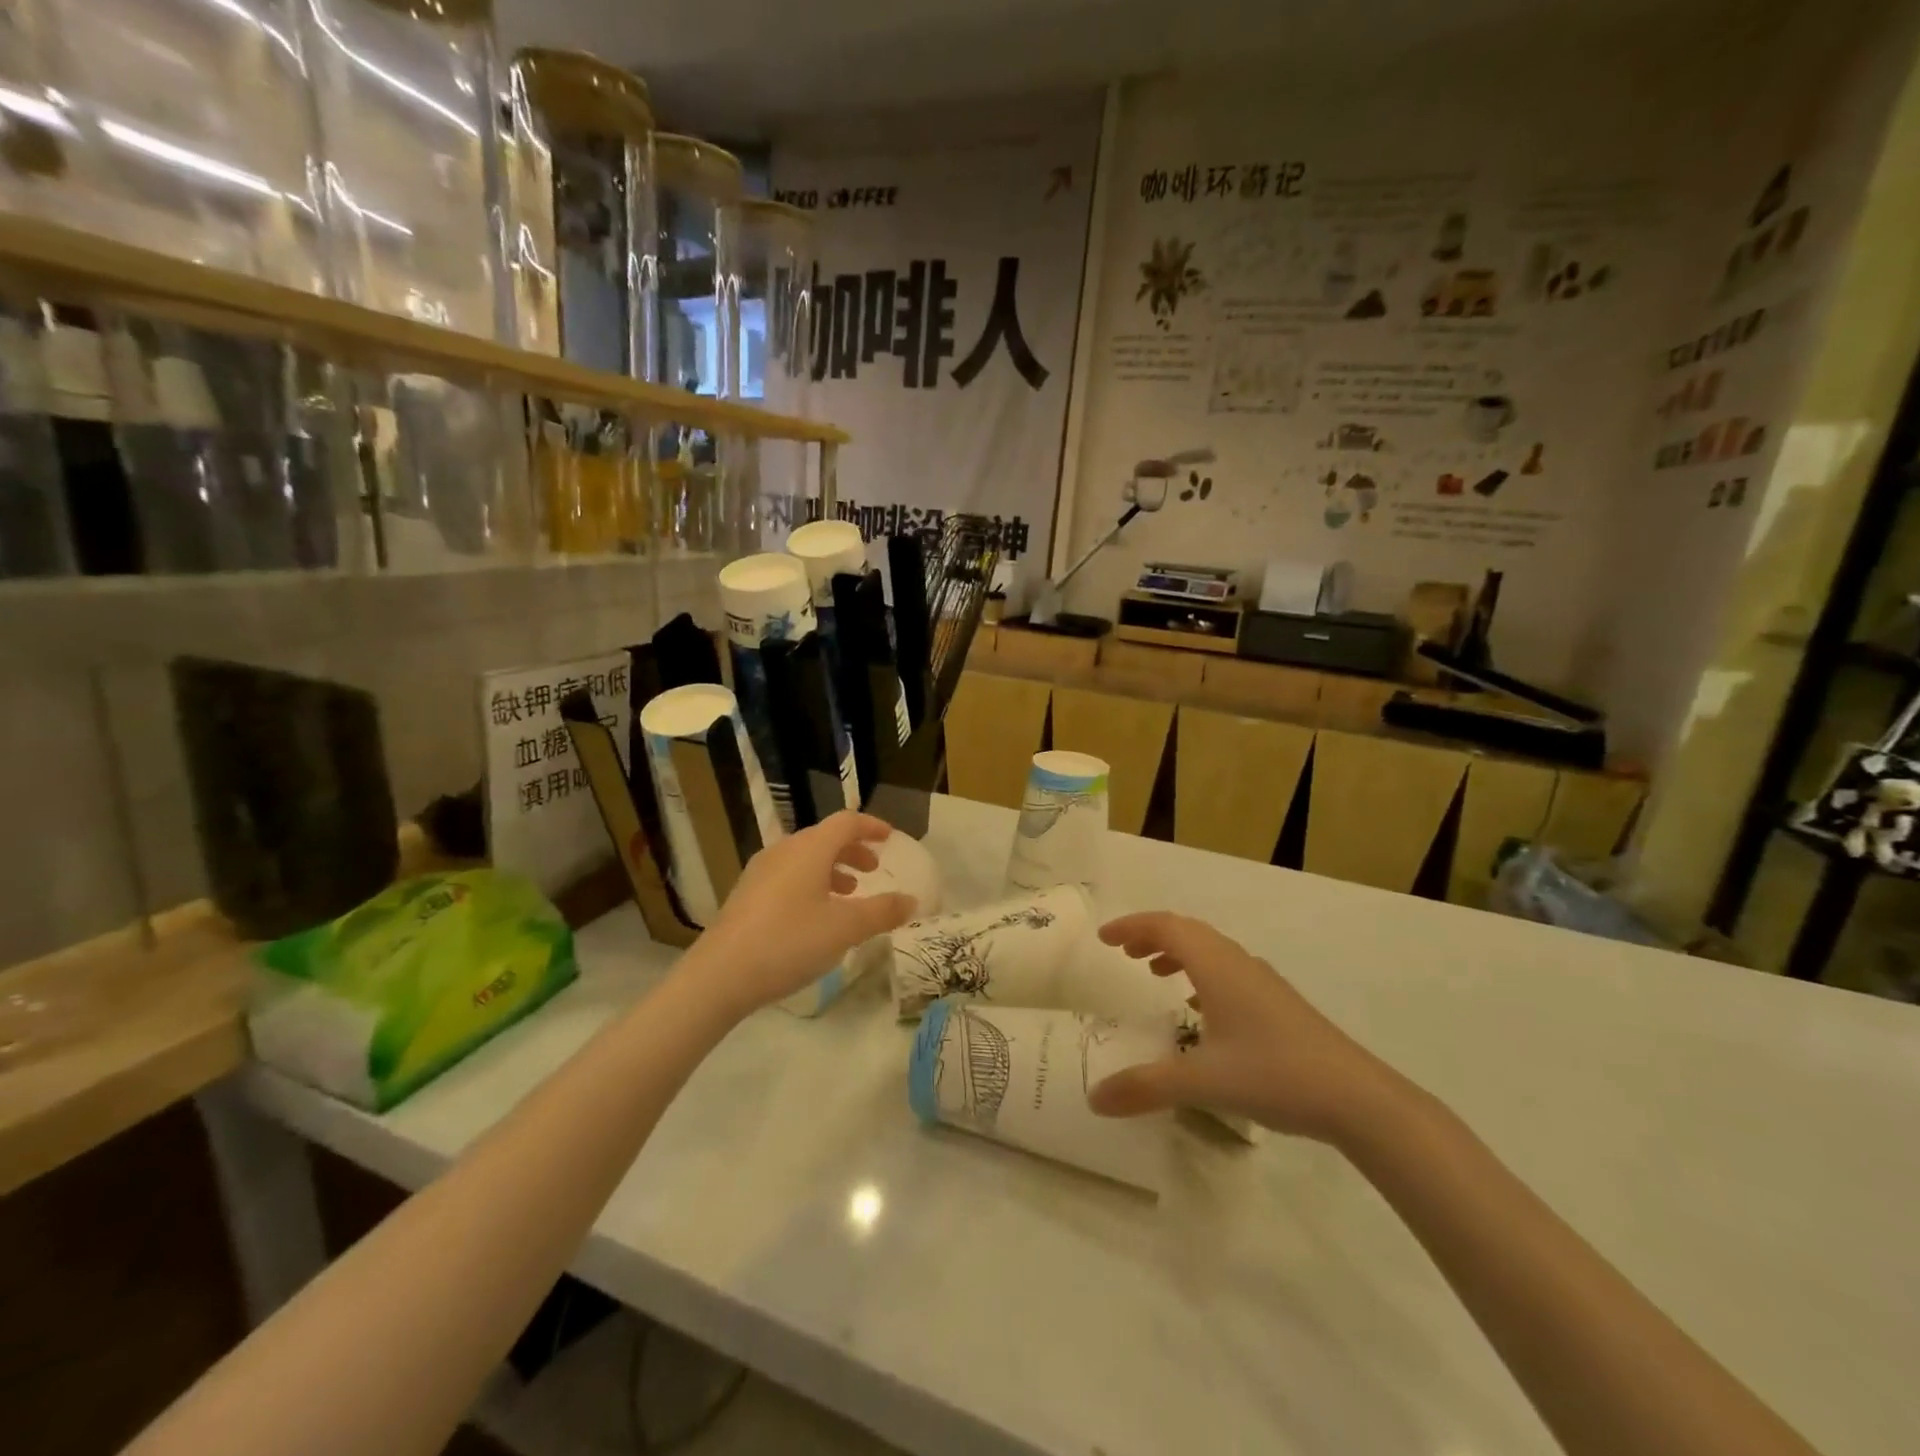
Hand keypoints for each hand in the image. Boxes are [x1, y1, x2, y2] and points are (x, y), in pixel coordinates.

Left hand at [687, 812, 916, 1020]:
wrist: (720, 975)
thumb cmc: (789, 942)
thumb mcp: (845, 929)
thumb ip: (882, 911)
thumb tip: (911, 900)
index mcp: (809, 849)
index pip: (846, 822)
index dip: (871, 826)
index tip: (890, 838)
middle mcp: (783, 851)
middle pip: (824, 838)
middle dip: (852, 851)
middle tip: (873, 871)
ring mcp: (760, 872)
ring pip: (804, 858)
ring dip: (831, 869)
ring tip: (848, 894)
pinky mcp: (746, 895)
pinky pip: (788, 876)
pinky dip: (810, 883)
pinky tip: (814, 915)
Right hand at [1086, 912, 1402, 1142]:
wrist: (1358, 1098)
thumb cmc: (1275, 1075)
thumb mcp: (1203, 1082)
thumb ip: (1145, 1087)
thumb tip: (1094, 1099)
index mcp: (1217, 966)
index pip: (1166, 926)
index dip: (1132, 926)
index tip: (1104, 938)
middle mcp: (1238, 963)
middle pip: (1188, 931)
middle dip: (1152, 936)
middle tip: (1125, 953)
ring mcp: (1263, 982)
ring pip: (1211, 950)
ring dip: (1178, 952)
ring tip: (1154, 973)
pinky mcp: (1278, 1004)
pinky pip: (1228, 971)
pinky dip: (1202, 974)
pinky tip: (1200, 1010)